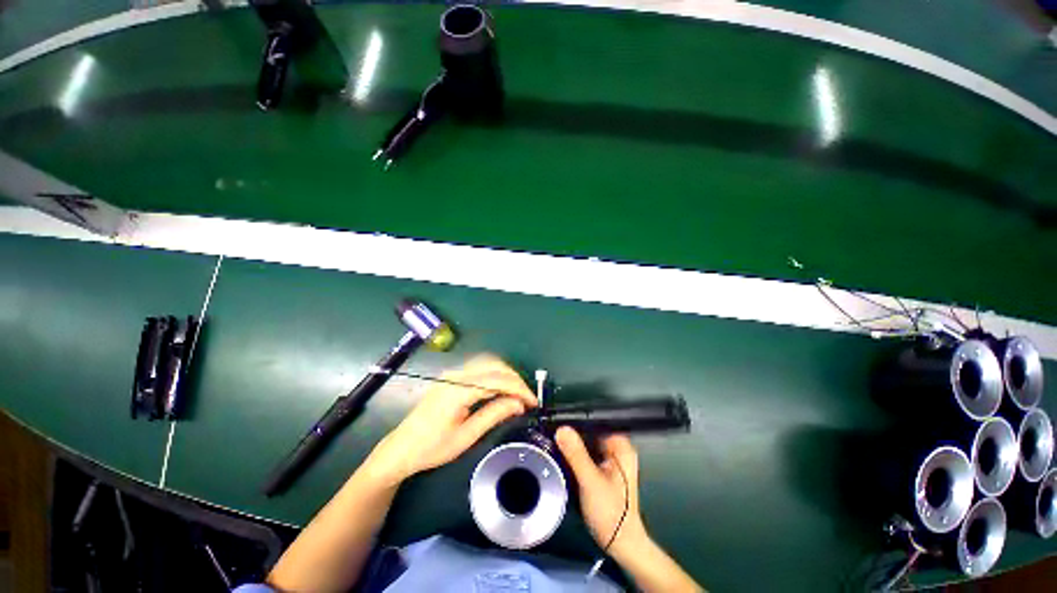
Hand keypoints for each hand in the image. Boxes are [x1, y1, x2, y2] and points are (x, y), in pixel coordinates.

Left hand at [365, 355, 535, 485]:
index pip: (497, 380)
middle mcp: (456, 375)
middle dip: (515, 379)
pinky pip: (480, 368)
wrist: (400, 449)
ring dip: (506, 375)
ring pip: (488, 363)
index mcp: (458, 390)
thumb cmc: (432, 448)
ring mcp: (453, 373)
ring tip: (517, 394)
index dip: (519, 388)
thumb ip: (494, 415)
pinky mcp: (452, 376)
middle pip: (494, 365)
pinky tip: (501, 389)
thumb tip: (518, 404)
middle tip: (527, 398)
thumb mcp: (466, 436)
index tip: (533, 402)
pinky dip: (495, 375)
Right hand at [556, 426, 647, 557]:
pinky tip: (563, 454)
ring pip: (587, 442)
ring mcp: (610, 459)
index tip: (558, 419)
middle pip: (591, 431)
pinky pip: (586, 453)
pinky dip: (575, 453)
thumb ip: (576, 454)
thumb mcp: (590, 481)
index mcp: (621, 447)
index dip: (577, 418)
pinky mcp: (602, 469)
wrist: (619, 544)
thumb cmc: (611, 513)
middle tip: (552, 431)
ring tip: (554, 440)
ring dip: (572, 443)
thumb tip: (561, 428)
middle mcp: (617, 449)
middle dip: (573, 431)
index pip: (597, 421)